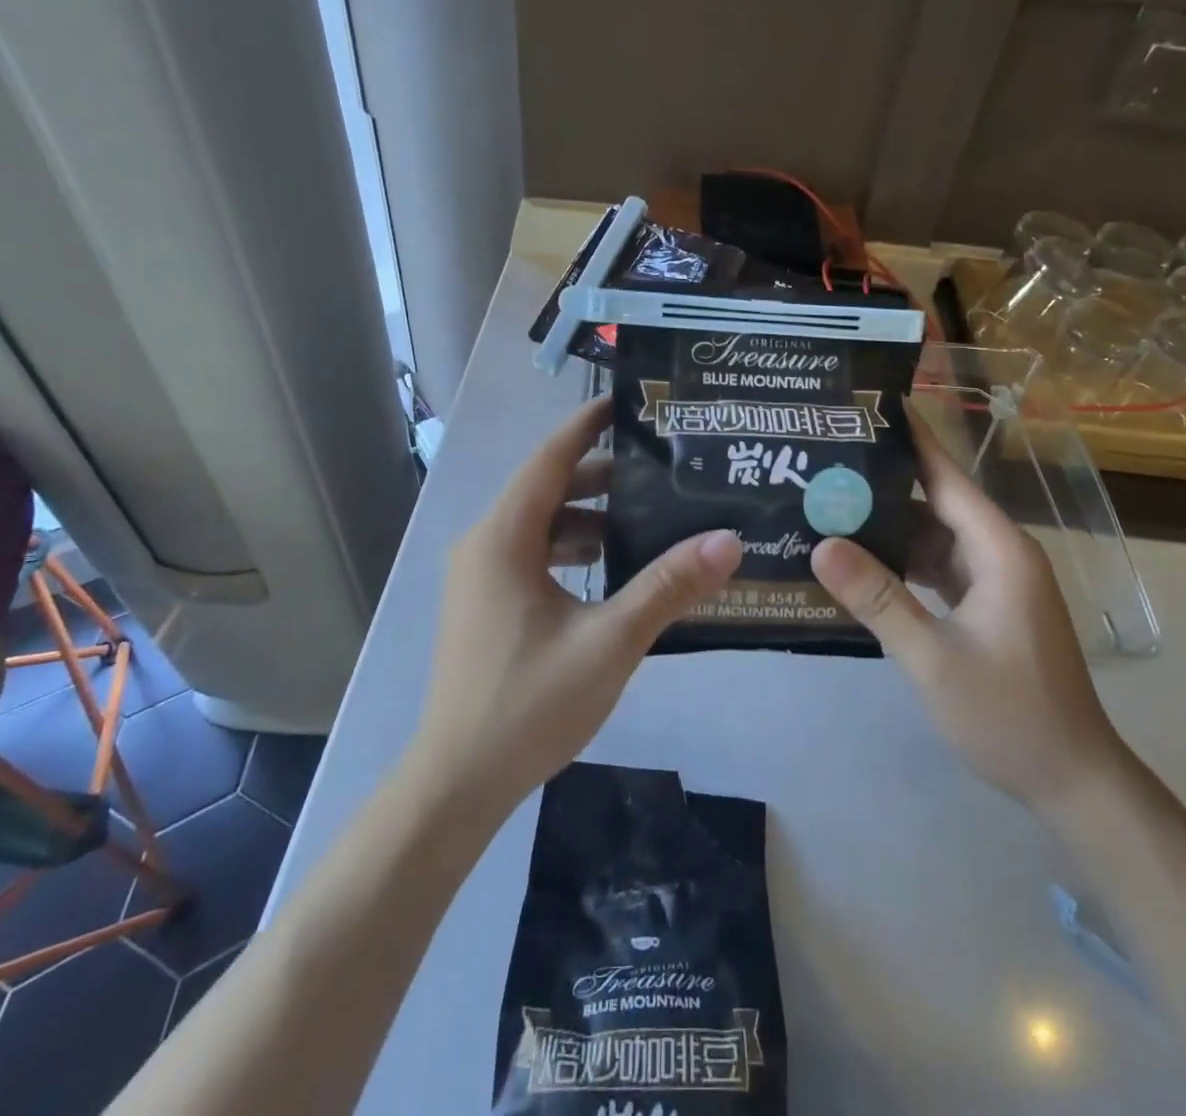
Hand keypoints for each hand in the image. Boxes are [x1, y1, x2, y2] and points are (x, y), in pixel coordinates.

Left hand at [410, 396, 741, 810]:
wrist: (458, 783)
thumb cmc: (528, 704)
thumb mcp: (610, 641)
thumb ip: (668, 587)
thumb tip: (728, 541)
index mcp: (503, 537)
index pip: (550, 458)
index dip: (588, 424)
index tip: (631, 402)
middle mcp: (485, 545)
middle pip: (550, 489)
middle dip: (604, 475)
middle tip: (664, 468)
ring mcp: (482, 577)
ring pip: (544, 526)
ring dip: (592, 517)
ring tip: (651, 517)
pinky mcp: (487, 605)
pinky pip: (536, 556)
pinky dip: (575, 551)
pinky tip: (617, 570)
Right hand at [810, 413, 1126, 809]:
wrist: (1073, 781)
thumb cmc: (1009, 715)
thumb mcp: (933, 657)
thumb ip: (877, 598)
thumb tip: (821, 544)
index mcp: (998, 550)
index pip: (946, 476)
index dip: (910, 439)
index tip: (867, 407)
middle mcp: (999, 553)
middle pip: (935, 502)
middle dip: (882, 484)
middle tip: (824, 464)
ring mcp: (995, 581)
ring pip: (934, 537)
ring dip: (888, 527)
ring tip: (829, 507)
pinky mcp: (987, 607)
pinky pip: (938, 568)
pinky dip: (902, 563)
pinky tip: (860, 564)